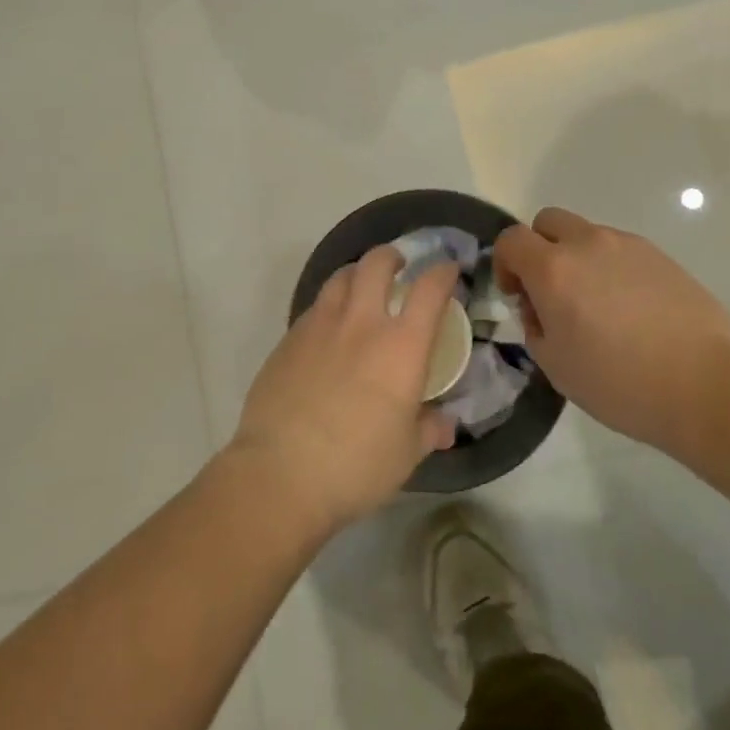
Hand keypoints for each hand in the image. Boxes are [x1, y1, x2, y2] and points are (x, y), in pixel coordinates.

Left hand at [231, 246, 459, 536]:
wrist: (280, 473)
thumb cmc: (356, 465)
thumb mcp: (405, 455)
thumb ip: (428, 431)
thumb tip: (445, 426)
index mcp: (401, 346)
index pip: (429, 290)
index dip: (442, 273)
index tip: (448, 271)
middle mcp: (362, 322)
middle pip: (377, 264)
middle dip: (391, 256)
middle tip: (398, 266)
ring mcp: (320, 325)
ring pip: (340, 277)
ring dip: (357, 274)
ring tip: (361, 287)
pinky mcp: (289, 339)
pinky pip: (315, 307)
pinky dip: (328, 306)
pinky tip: (328, 329)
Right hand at [495, 207, 729, 460]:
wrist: (707, 384)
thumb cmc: (621, 384)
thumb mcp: (557, 367)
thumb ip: (536, 327)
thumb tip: (541, 308)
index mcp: (554, 269)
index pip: (511, 240)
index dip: (505, 263)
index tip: (516, 295)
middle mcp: (587, 244)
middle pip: (548, 222)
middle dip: (540, 249)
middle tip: (552, 292)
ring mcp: (627, 245)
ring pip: (587, 235)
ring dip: (578, 259)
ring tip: (599, 307)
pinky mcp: (659, 255)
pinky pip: (620, 250)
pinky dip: (612, 268)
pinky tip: (631, 310)